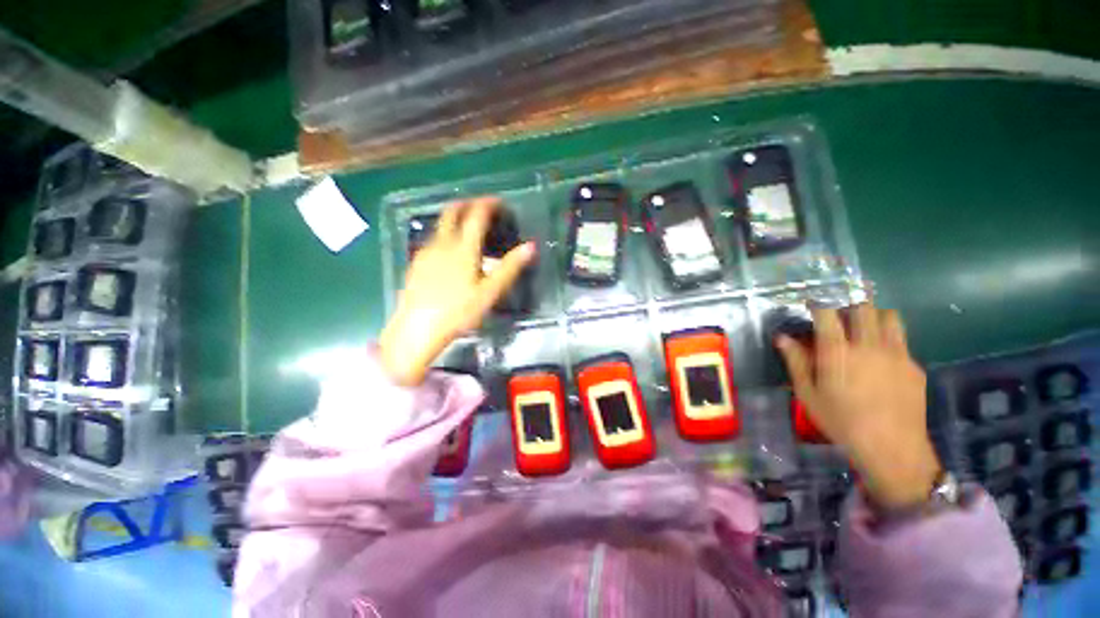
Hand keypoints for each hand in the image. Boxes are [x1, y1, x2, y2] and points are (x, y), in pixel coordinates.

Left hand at [379, 197, 535, 385]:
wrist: (417, 329)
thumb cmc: (458, 312)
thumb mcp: (490, 292)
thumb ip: (510, 267)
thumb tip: (531, 246)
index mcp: (462, 248)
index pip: (476, 215)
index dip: (488, 204)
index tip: (499, 202)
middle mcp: (442, 243)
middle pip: (452, 212)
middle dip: (468, 204)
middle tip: (482, 208)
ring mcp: (426, 252)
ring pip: (440, 224)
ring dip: (456, 218)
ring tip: (469, 227)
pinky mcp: (417, 263)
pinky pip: (433, 239)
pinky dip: (446, 233)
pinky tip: (451, 250)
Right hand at [776, 302, 941, 509]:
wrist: (892, 448)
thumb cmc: (841, 421)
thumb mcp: (808, 394)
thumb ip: (796, 362)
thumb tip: (782, 338)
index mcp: (838, 352)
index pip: (827, 312)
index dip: (818, 302)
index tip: (811, 302)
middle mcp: (869, 345)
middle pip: (863, 307)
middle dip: (849, 302)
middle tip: (839, 311)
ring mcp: (897, 354)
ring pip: (889, 316)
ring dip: (874, 315)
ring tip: (864, 328)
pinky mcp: (914, 366)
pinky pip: (901, 340)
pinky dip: (888, 339)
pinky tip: (881, 359)